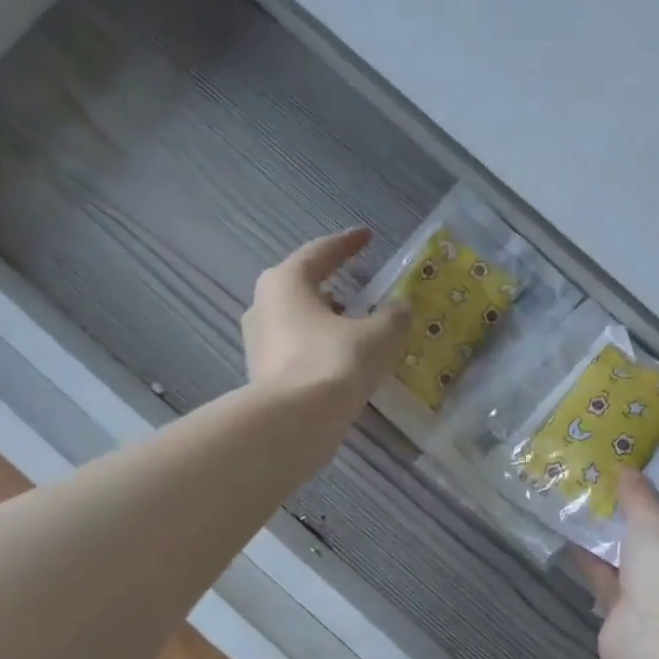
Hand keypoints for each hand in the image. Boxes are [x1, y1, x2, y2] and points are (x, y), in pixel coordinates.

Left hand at [243, 231, 411, 414]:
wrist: (294, 422)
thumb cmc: (335, 363)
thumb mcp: (378, 336)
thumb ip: (393, 316)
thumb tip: (401, 306)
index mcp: (286, 282)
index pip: (321, 252)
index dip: (348, 244)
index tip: (367, 237)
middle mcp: (263, 305)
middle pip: (302, 286)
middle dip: (330, 284)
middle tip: (355, 286)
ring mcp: (257, 341)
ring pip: (296, 319)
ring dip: (323, 318)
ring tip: (352, 326)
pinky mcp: (261, 373)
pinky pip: (294, 347)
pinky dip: (317, 345)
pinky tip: (339, 358)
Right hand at [572, 470, 658, 658]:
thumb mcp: (654, 521)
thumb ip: (639, 497)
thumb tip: (627, 470)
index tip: (636, 485)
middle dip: (639, 528)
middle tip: (610, 501)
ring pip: (644, 571)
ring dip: (617, 548)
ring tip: (588, 518)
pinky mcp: (643, 626)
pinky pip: (619, 589)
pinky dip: (600, 569)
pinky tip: (576, 547)